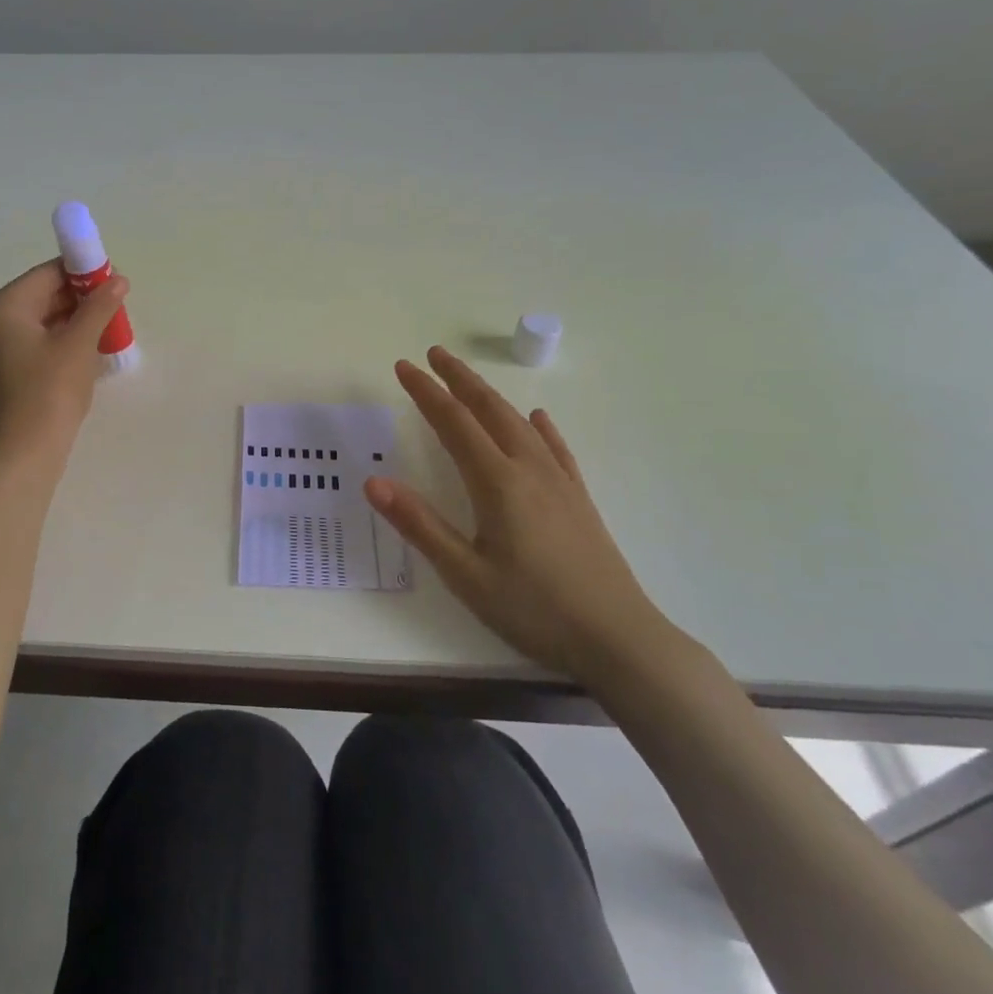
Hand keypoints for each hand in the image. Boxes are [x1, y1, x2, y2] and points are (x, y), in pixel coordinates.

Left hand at [0, 260, 129, 458]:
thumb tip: (118, 280)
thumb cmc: (50, 392)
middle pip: (38, 298)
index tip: (113, 284)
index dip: (82, 274)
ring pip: (35, 323)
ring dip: (69, 323)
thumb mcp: (80, 344)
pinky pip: (28, 346)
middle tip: (112, 310)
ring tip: (103, 332)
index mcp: (0, 308)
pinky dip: (55, 344)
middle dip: (78, 301)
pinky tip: (82, 355)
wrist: (23, 455)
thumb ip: (99, 306)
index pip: (46, 275)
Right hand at [366, 345, 676, 681]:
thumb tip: (373, 482)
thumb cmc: (534, 609)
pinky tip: (538, 419)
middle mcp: (528, 470)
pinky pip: (555, 449)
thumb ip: (419, 524)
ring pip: (520, 423)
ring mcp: (559, 483)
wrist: (619, 639)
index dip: (426, 392)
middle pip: (489, 410)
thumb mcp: (465, 574)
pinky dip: (540, 428)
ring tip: (469, 381)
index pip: (454, 423)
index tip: (404, 366)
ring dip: (491, 396)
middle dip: (459, 379)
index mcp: (497, 483)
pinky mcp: (578, 500)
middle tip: (434, 354)